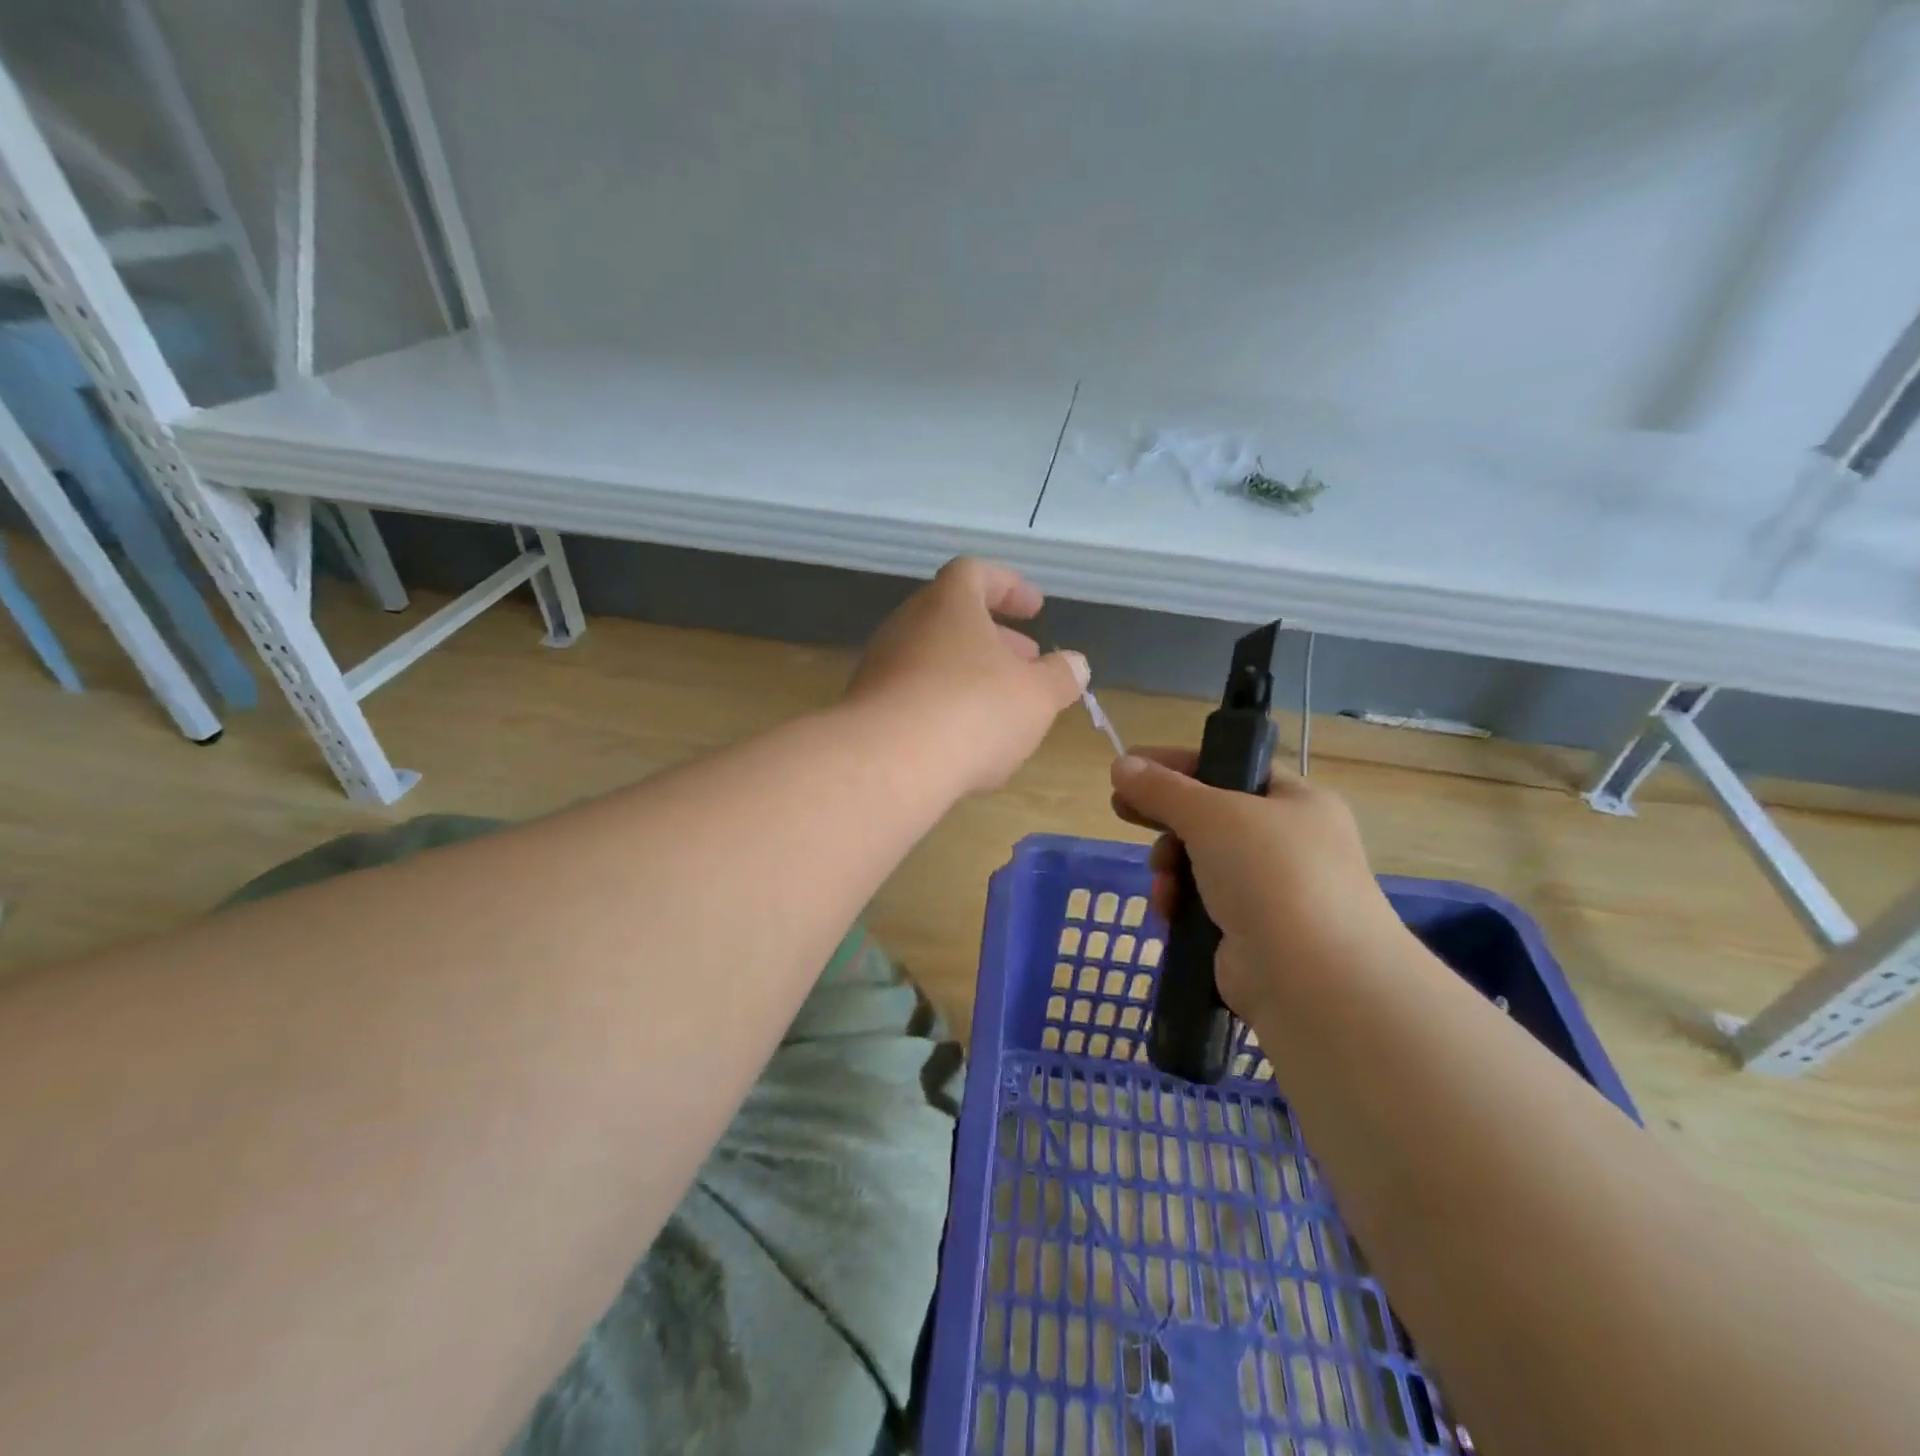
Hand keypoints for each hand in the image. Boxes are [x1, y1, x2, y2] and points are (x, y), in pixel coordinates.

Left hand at [846, 558, 1088, 794]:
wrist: (887, 765)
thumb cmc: (973, 711)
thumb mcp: (1037, 695)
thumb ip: (1060, 676)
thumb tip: (1075, 664)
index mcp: (948, 604)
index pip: (975, 573)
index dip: (1009, 586)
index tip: (1035, 610)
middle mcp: (907, 626)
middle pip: (953, 618)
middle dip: (995, 639)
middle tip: (1026, 663)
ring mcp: (881, 668)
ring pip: (934, 660)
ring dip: (970, 676)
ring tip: (1002, 708)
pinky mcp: (866, 710)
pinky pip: (914, 696)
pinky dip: (944, 707)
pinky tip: (964, 741)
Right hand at [1109, 749, 1407, 1019]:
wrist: (1312, 978)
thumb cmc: (1270, 874)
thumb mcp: (1211, 816)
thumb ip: (1162, 788)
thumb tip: (1121, 764)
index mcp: (1298, 802)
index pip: (1232, 768)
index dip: (1180, 763)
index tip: (1131, 765)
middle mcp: (1291, 843)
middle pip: (1212, 817)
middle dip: (1167, 819)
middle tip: (1121, 811)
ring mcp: (1274, 892)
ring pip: (1202, 863)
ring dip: (1171, 866)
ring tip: (1162, 878)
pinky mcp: (1253, 934)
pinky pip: (1203, 905)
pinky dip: (1181, 904)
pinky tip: (1168, 911)